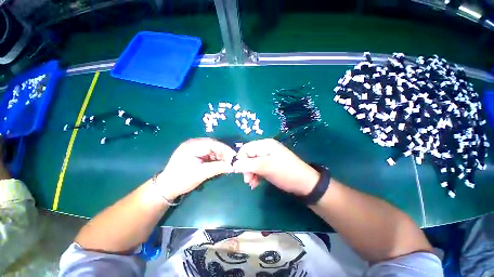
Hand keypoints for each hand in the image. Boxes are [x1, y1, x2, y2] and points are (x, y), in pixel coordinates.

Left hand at [157, 138, 235, 199]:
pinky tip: (220, 163)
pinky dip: (215, 158)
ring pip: (212, 149)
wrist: (167, 187)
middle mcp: (194, 143)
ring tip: (227, 163)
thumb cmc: (181, 180)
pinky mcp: (196, 153)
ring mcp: (194, 148)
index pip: (213, 143)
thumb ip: (218, 168)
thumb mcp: (201, 174)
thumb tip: (233, 166)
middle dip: (223, 153)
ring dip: (220, 156)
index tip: (234, 156)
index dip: (225, 149)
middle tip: (232, 161)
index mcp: (192, 145)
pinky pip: (209, 153)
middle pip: (214, 145)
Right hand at [232, 139, 319, 195]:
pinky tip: (256, 183)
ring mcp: (268, 156)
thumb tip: (233, 165)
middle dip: (246, 168)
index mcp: (265, 144)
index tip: (240, 172)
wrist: (304, 183)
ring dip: (250, 173)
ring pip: (253, 163)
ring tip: (252, 184)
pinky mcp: (270, 164)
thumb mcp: (265, 167)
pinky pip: (259, 168)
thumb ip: (248, 165)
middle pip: (249, 156)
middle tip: (247, 181)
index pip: (246, 148)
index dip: (240, 159)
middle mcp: (266, 148)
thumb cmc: (285, 172)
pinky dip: (256, 175)